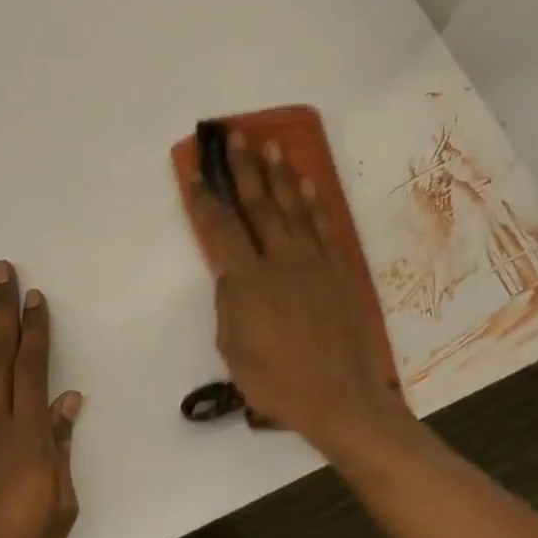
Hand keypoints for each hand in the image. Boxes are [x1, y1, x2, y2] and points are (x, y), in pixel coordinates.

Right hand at [188, 134, 408, 454]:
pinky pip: (324, 229)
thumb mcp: (233, 348)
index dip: (206, 201)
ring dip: (281, 176)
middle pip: (259, 206)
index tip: (196, 175)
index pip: (221, 230)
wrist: (341, 398)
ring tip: (272, 147)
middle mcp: (281, 261)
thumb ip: (230, 304)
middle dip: (245, 170)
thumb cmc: (277, 382)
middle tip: (237, 139)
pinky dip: (315, 205)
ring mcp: (314, 263)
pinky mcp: (339, 272)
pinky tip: (308, 186)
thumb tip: (233, 275)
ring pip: (294, 209)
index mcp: (249, 281)